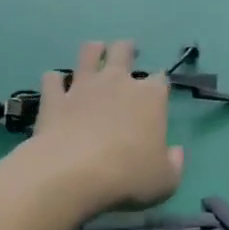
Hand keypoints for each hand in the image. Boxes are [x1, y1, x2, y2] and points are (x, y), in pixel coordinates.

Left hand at [19, 40, 183, 216]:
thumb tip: (176, 153)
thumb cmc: (127, 176)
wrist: (72, 173)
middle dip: (127, 49)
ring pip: (88, 53)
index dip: (160, 84)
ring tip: (95, 51)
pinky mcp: (54, 99)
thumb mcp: (165, 181)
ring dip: (93, 50)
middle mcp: (117, 82)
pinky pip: (52, 79)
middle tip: (128, 51)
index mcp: (150, 98)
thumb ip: (174, 164)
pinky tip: (56, 85)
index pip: (160, 80)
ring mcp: (82, 87)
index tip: (158, 93)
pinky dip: (55, 80)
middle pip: (123, 51)